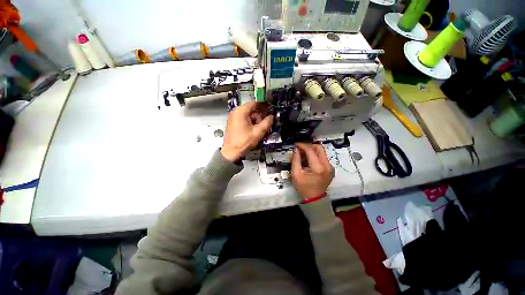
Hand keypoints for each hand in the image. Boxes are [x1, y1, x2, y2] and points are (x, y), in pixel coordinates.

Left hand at [221, 102, 273, 161]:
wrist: (231, 152)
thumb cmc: (243, 142)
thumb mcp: (258, 132)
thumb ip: (267, 123)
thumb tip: (272, 117)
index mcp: (240, 111)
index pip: (255, 103)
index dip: (264, 106)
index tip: (270, 109)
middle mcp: (235, 112)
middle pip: (252, 109)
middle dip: (260, 115)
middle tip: (266, 122)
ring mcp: (233, 118)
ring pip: (248, 115)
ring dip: (256, 120)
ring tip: (261, 128)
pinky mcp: (233, 123)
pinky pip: (244, 119)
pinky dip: (251, 122)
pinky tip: (255, 130)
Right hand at [291, 143, 333, 199]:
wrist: (314, 198)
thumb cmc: (303, 187)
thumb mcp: (296, 174)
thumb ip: (296, 160)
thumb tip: (296, 149)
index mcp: (318, 168)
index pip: (311, 150)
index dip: (302, 145)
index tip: (296, 144)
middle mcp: (327, 165)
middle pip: (319, 148)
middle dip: (308, 145)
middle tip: (300, 148)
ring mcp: (330, 167)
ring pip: (322, 151)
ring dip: (312, 149)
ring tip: (303, 153)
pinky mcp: (330, 168)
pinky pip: (323, 156)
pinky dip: (315, 155)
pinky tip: (308, 159)